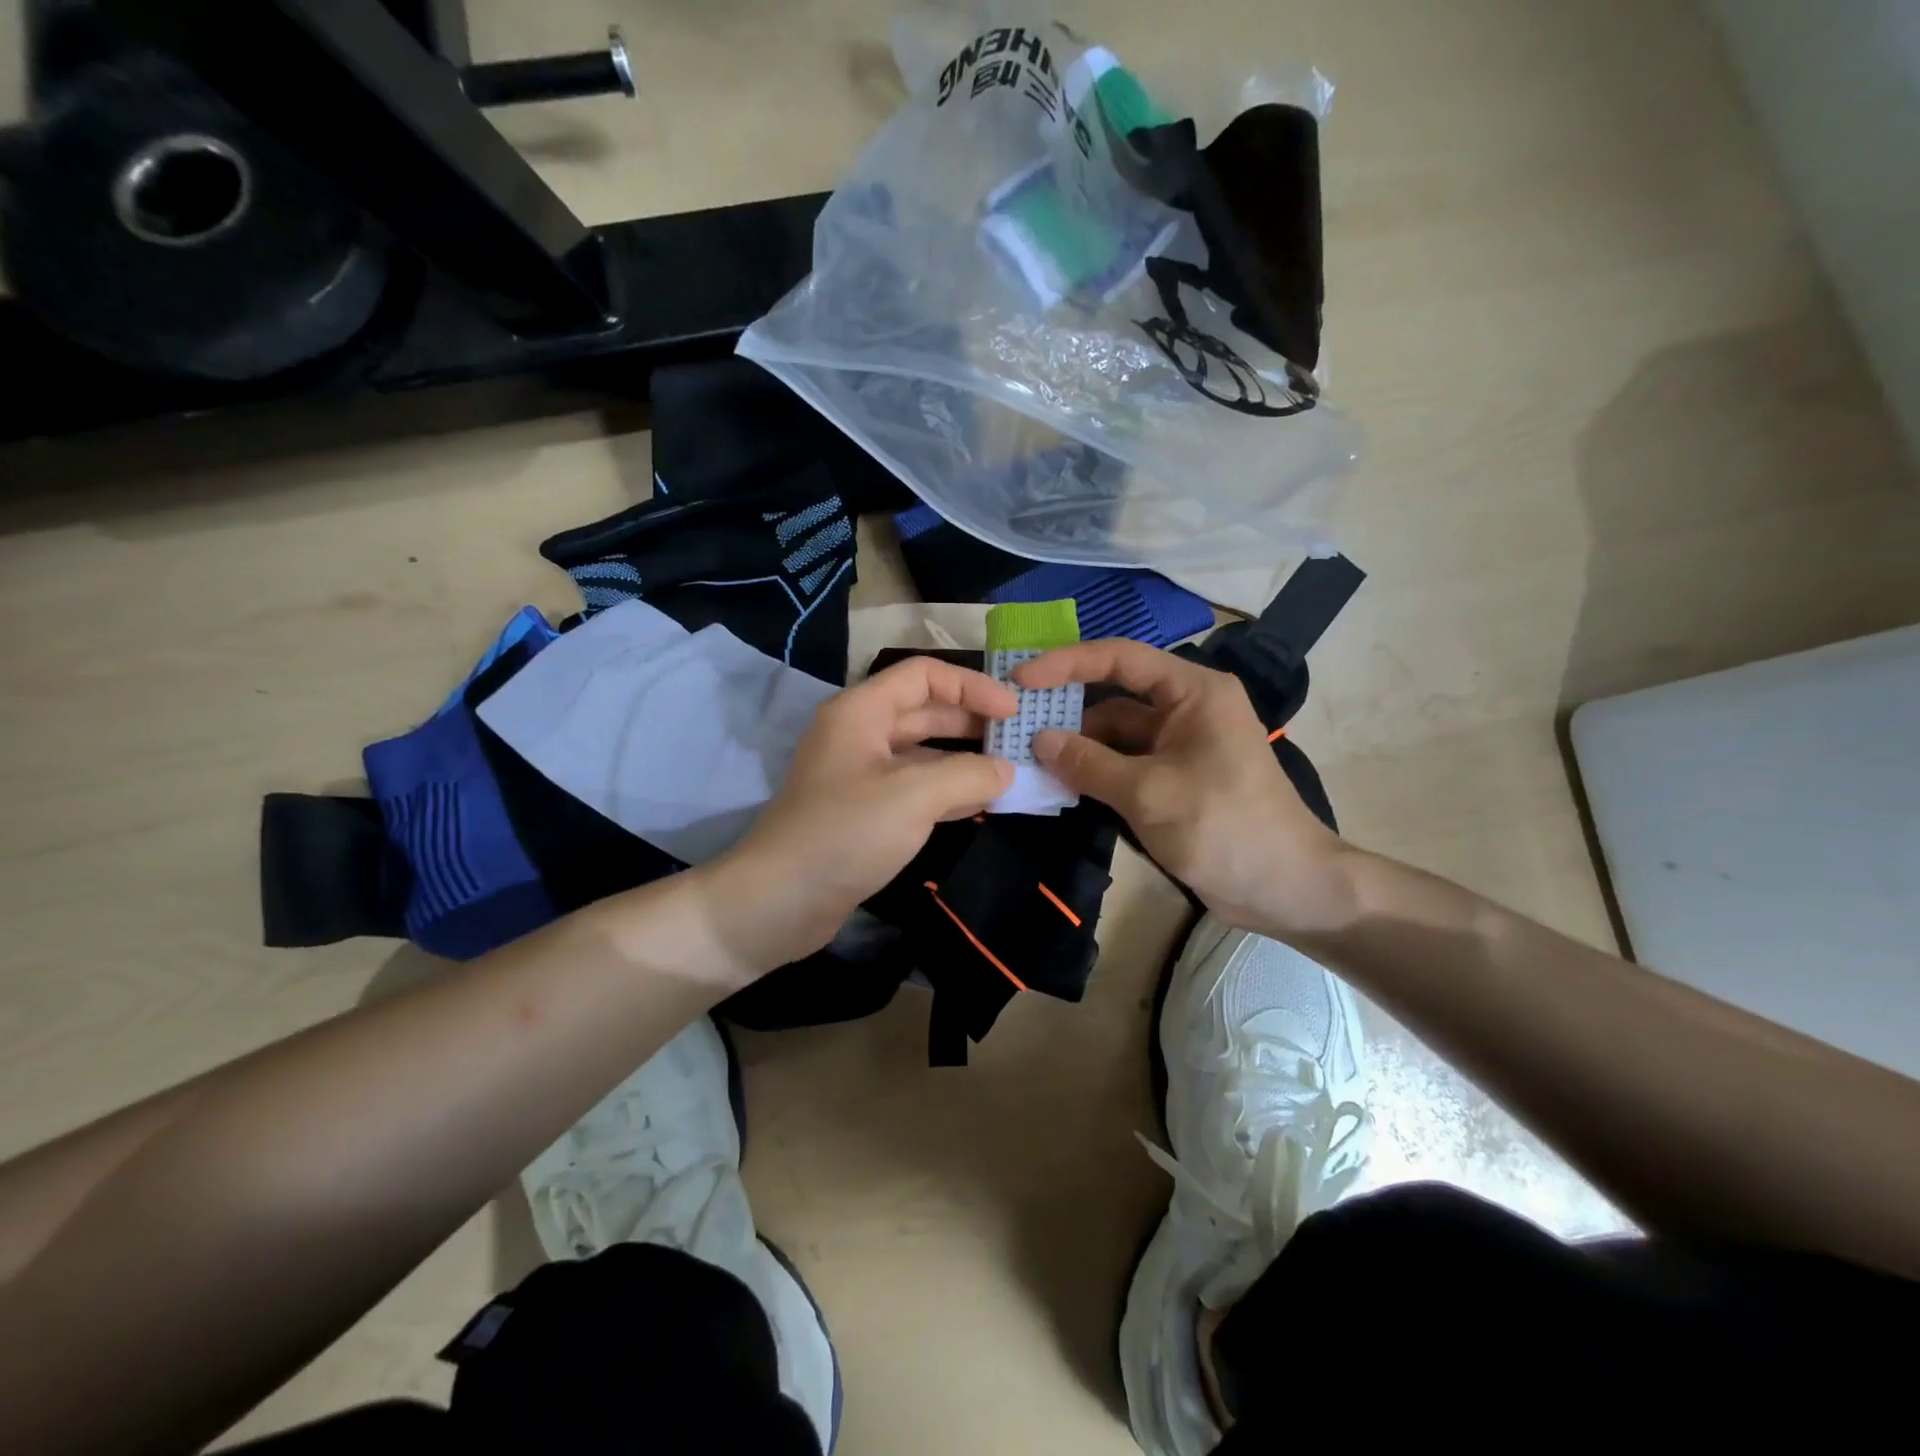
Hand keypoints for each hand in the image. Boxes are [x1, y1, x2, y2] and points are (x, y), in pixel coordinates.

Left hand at [701, 656, 1015, 973]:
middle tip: (1019, 740)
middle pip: (924, 712)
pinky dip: (947, 790)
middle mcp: (860, 734)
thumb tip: (1006, 770)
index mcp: (862, 711)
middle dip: (972, 722)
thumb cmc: (845, 833)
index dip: (972, 686)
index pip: (924, 676)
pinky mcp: (864, 811)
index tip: (1013, 711)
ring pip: (922, 753)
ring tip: (1009, 771)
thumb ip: (968, 775)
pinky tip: (980, 803)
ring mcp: (860, 775)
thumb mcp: (914, 796)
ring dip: (963, 759)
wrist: (780, 901)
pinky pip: (914, 788)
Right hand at [1017, 639, 1355, 935]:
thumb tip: (1038, 740)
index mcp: (1193, 692)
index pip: (1121, 658)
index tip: (1021, 680)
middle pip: (1115, 695)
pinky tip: (1060, 781)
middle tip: (1015, 721)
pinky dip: (1094, 770)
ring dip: (1077, 745)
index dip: (1067, 663)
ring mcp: (1180, 746)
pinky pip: (1125, 763)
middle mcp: (1186, 709)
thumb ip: (1089, 763)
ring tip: (1027, 757)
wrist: (1285, 889)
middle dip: (1067, 709)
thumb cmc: (1223, 827)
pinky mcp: (1174, 779)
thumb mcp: (1148, 793)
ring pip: (1116, 734)